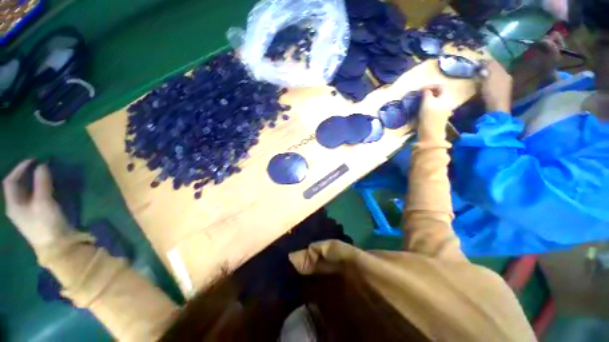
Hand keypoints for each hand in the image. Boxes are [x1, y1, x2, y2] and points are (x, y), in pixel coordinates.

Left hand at [3, 160, 71, 247]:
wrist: (56, 245)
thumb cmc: (46, 223)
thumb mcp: (44, 201)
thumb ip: (42, 182)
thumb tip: (42, 165)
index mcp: (13, 204)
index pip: (10, 181)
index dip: (20, 168)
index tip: (34, 160)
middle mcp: (16, 207)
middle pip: (17, 186)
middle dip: (26, 174)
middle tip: (39, 165)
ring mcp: (26, 213)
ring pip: (26, 192)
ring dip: (33, 181)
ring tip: (44, 174)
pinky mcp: (36, 215)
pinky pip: (34, 197)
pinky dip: (39, 189)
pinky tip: (47, 187)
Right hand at [418, 85, 449, 120]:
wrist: (430, 135)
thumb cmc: (429, 118)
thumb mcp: (427, 102)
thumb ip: (427, 94)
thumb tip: (425, 89)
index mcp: (445, 99)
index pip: (441, 87)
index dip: (432, 86)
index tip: (422, 89)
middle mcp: (447, 105)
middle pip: (439, 96)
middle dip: (430, 95)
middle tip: (420, 97)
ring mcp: (443, 114)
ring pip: (436, 104)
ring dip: (428, 103)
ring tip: (420, 105)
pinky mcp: (438, 121)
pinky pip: (434, 112)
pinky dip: (428, 110)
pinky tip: (422, 114)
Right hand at [479, 60, 511, 112]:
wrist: (497, 108)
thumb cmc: (492, 93)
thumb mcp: (488, 79)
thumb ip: (487, 69)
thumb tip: (482, 63)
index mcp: (503, 72)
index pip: (493, 63)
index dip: (484, 61)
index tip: (475, 63)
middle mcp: (506, 76)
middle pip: (495, 69)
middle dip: (486, 68)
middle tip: (476, 69)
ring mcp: (504, 85)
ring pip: (494, 76)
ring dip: (487, 75)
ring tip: (479, 76)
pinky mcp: (499, 93)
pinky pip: (493, 83)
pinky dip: (488, 81)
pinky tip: (484, 84)